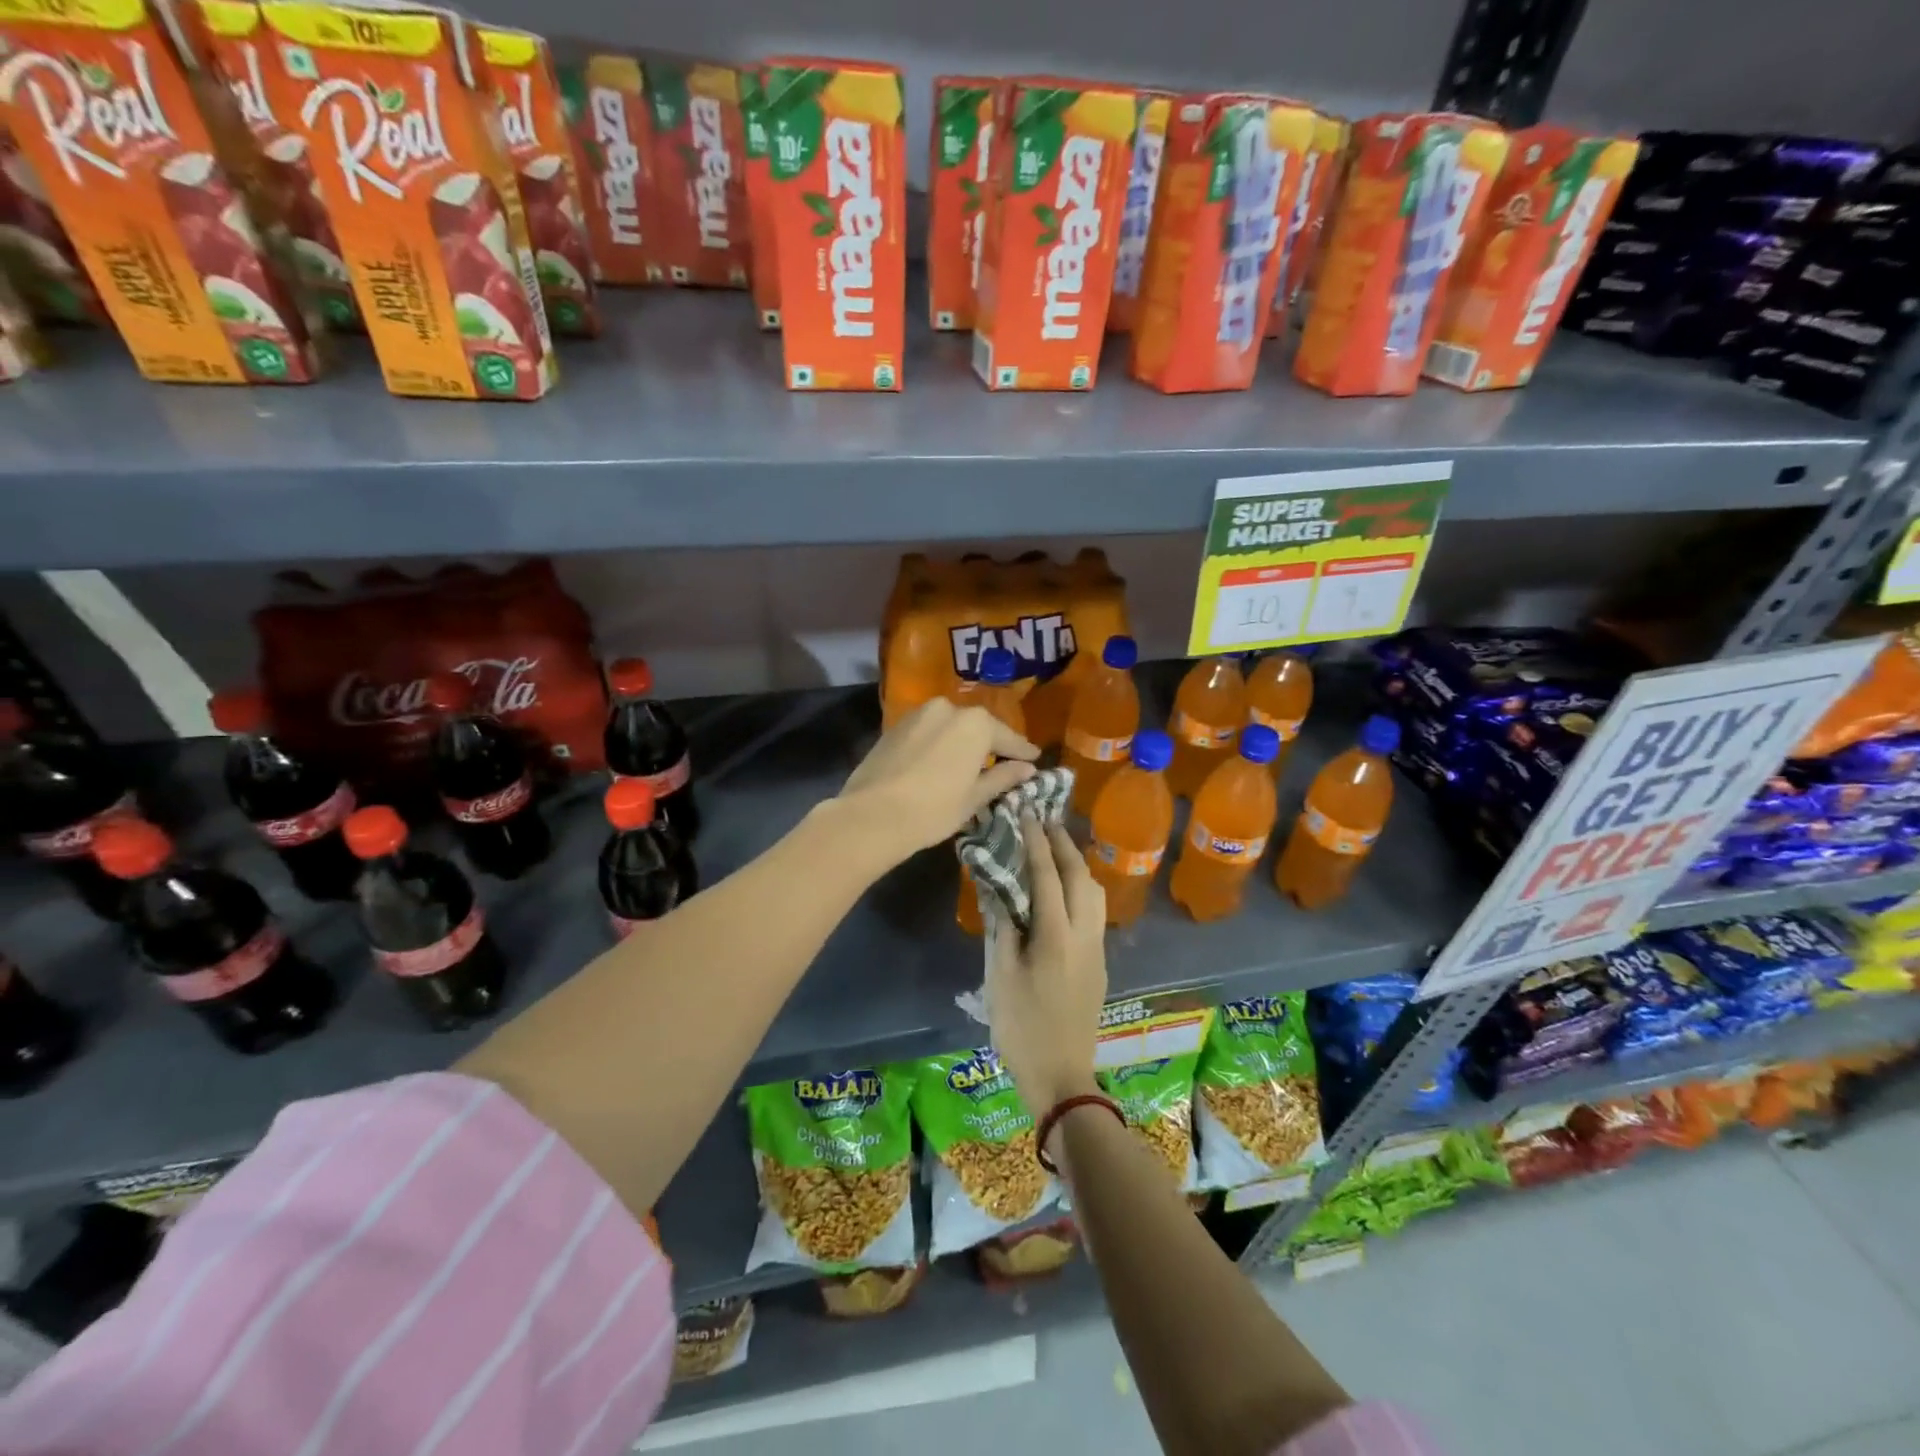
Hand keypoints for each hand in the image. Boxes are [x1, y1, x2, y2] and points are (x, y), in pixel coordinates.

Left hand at [835, 696, 1038, 867]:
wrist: (871, 815)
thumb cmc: (934, 809)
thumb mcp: (975, 797)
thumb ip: (1003, 777)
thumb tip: (1028, 769)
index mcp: (975, 723)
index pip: (1008, 739)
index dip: (1023, 753)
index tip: (1035, 761)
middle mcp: (948, 708)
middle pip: (979, 728)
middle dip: (992, 745)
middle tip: (1005, 764)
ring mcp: (919, 714)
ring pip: (951, 728)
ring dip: (963, 743)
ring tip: (972, 765)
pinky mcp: (896, 727)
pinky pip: (929, 732)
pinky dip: (940, 744)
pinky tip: (942, 763)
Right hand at [987, 818, 1107, 1118]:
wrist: (1061, 1075)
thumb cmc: (1021, 1026)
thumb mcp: (999, 976)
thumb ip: (1001, 927)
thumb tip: (998, 889)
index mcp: (1055, 935)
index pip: (1047, 875)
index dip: (1036, 842)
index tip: (1027, 814)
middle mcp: (1084, 934)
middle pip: (1081, 876)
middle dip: (1063, 844)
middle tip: (1044, 821)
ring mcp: (1097, 948)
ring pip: (1095, 892)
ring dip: (1078, 864)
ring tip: (1057, 848)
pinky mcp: (1100, 962)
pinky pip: (1095, 910)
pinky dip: (1083, 886)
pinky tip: (1066, 888)